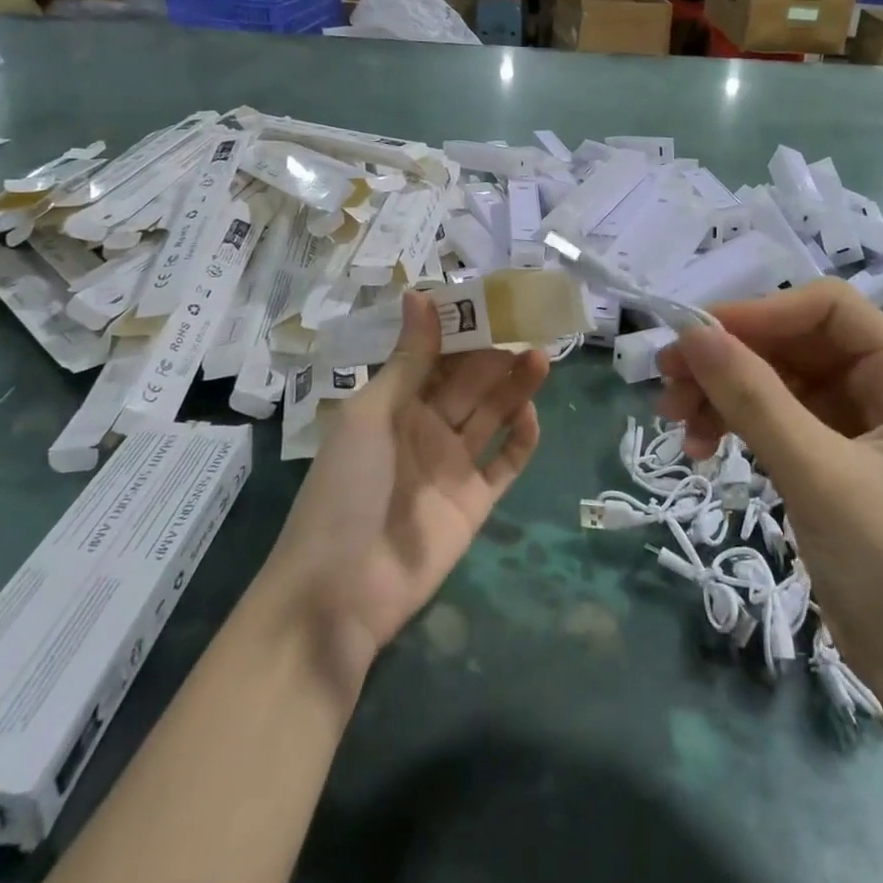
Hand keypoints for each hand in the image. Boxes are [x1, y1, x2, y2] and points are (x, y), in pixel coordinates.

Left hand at [263, 293, 549, 685]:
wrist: (341, 589)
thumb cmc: (345, 488)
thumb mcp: (371, 414)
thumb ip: (408, 360)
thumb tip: (421, 293)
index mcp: (394, 405)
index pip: (435, 358)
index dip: (463, 331)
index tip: (493, 300)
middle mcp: (425, 429)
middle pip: (469, 384)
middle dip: (496, 356)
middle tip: (531, 326)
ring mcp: (452, 465)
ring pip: (491, 416)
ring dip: (514, 388)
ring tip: (541, 357)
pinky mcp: (475, 501)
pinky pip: (504, 463)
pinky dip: (520, 439)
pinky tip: (532, 414)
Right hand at [657, 280, 882, 708]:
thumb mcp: (819, 477)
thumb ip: (755, 399)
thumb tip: (693, 332)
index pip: (827, 309)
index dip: (761, 313)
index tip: (698, 337)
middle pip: (794, 343)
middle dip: (730, 358)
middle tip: (667, 380)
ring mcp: (855, 427)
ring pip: (776, 381)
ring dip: (723, 393)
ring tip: (675, 421)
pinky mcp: (830, 461)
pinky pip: (773, 420)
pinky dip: (734, 425)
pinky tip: (700, 448)